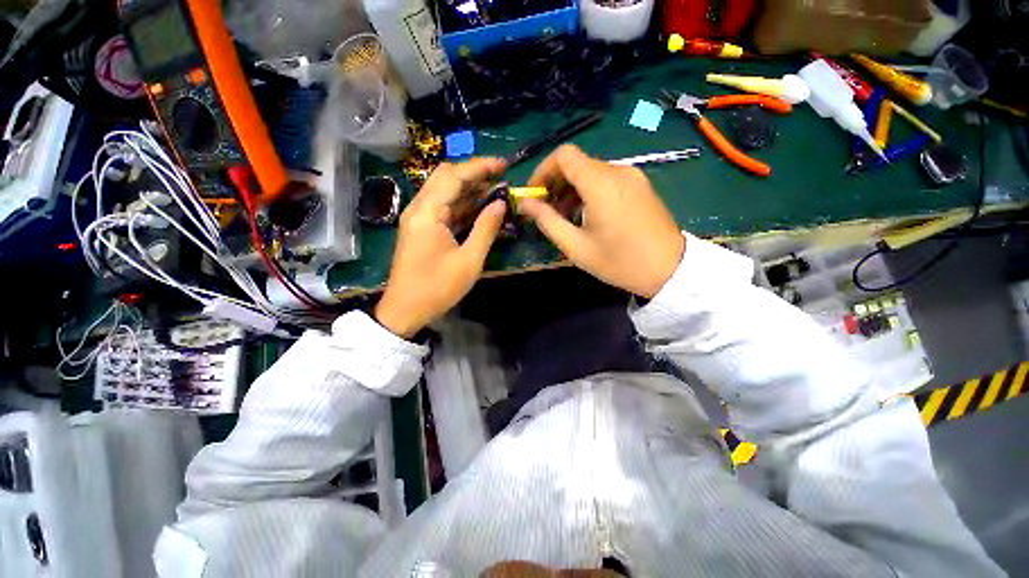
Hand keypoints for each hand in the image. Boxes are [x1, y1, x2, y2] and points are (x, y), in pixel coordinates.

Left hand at [374, 158, 506, 337]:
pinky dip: (462, 205)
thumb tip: (500, 204)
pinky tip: (480, 208)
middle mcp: (419, 208)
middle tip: (501, 179)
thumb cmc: (438, 288)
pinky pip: (443, 208)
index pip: (454, 176)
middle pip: (446, 178)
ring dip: (469, 190)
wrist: (405, 310)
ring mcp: (418, 218)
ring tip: (496, 192)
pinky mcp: (421, 229)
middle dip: (474, 174)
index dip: (480, 167)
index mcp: (428, 213)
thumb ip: (485, 229)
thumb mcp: (469, 261)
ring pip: (445, 192)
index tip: (503, 165)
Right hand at [521, 145, 684, 298]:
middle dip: (556, 183)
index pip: (564, 155)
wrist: (670, 269)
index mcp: (601, 183)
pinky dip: (589, 190)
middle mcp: (618, 171)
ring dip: (572, 189)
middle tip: (547, 210)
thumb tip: (526, 203)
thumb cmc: (619, 261)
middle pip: (577, 163)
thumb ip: (548, 221)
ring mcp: (632, 176)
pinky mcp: (640, 185)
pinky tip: (587, 214)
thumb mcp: (576, 247)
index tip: (535, 194)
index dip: (543, 170)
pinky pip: (607, 179)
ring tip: (566, 217)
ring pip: (591, 171)